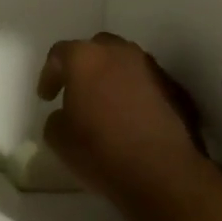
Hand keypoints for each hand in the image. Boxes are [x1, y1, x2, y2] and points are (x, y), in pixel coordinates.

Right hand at [37, 33, 206, 209]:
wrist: (161, 172)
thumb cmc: (101, 151)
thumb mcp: (58, 139)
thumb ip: (56, 117)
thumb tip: (65, 114)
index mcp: (86, 59)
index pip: (60, 53)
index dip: (49, 74)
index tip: (47, 97)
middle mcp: (120, 53)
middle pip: (96, 49)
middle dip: (84, 67)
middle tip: (76, 92)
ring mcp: (151, 68)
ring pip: (124, 62)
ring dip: (111, 77)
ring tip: (105, 104)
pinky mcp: (174, 88)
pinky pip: (145, 82)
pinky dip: (133, 92)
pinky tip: (130, 117)